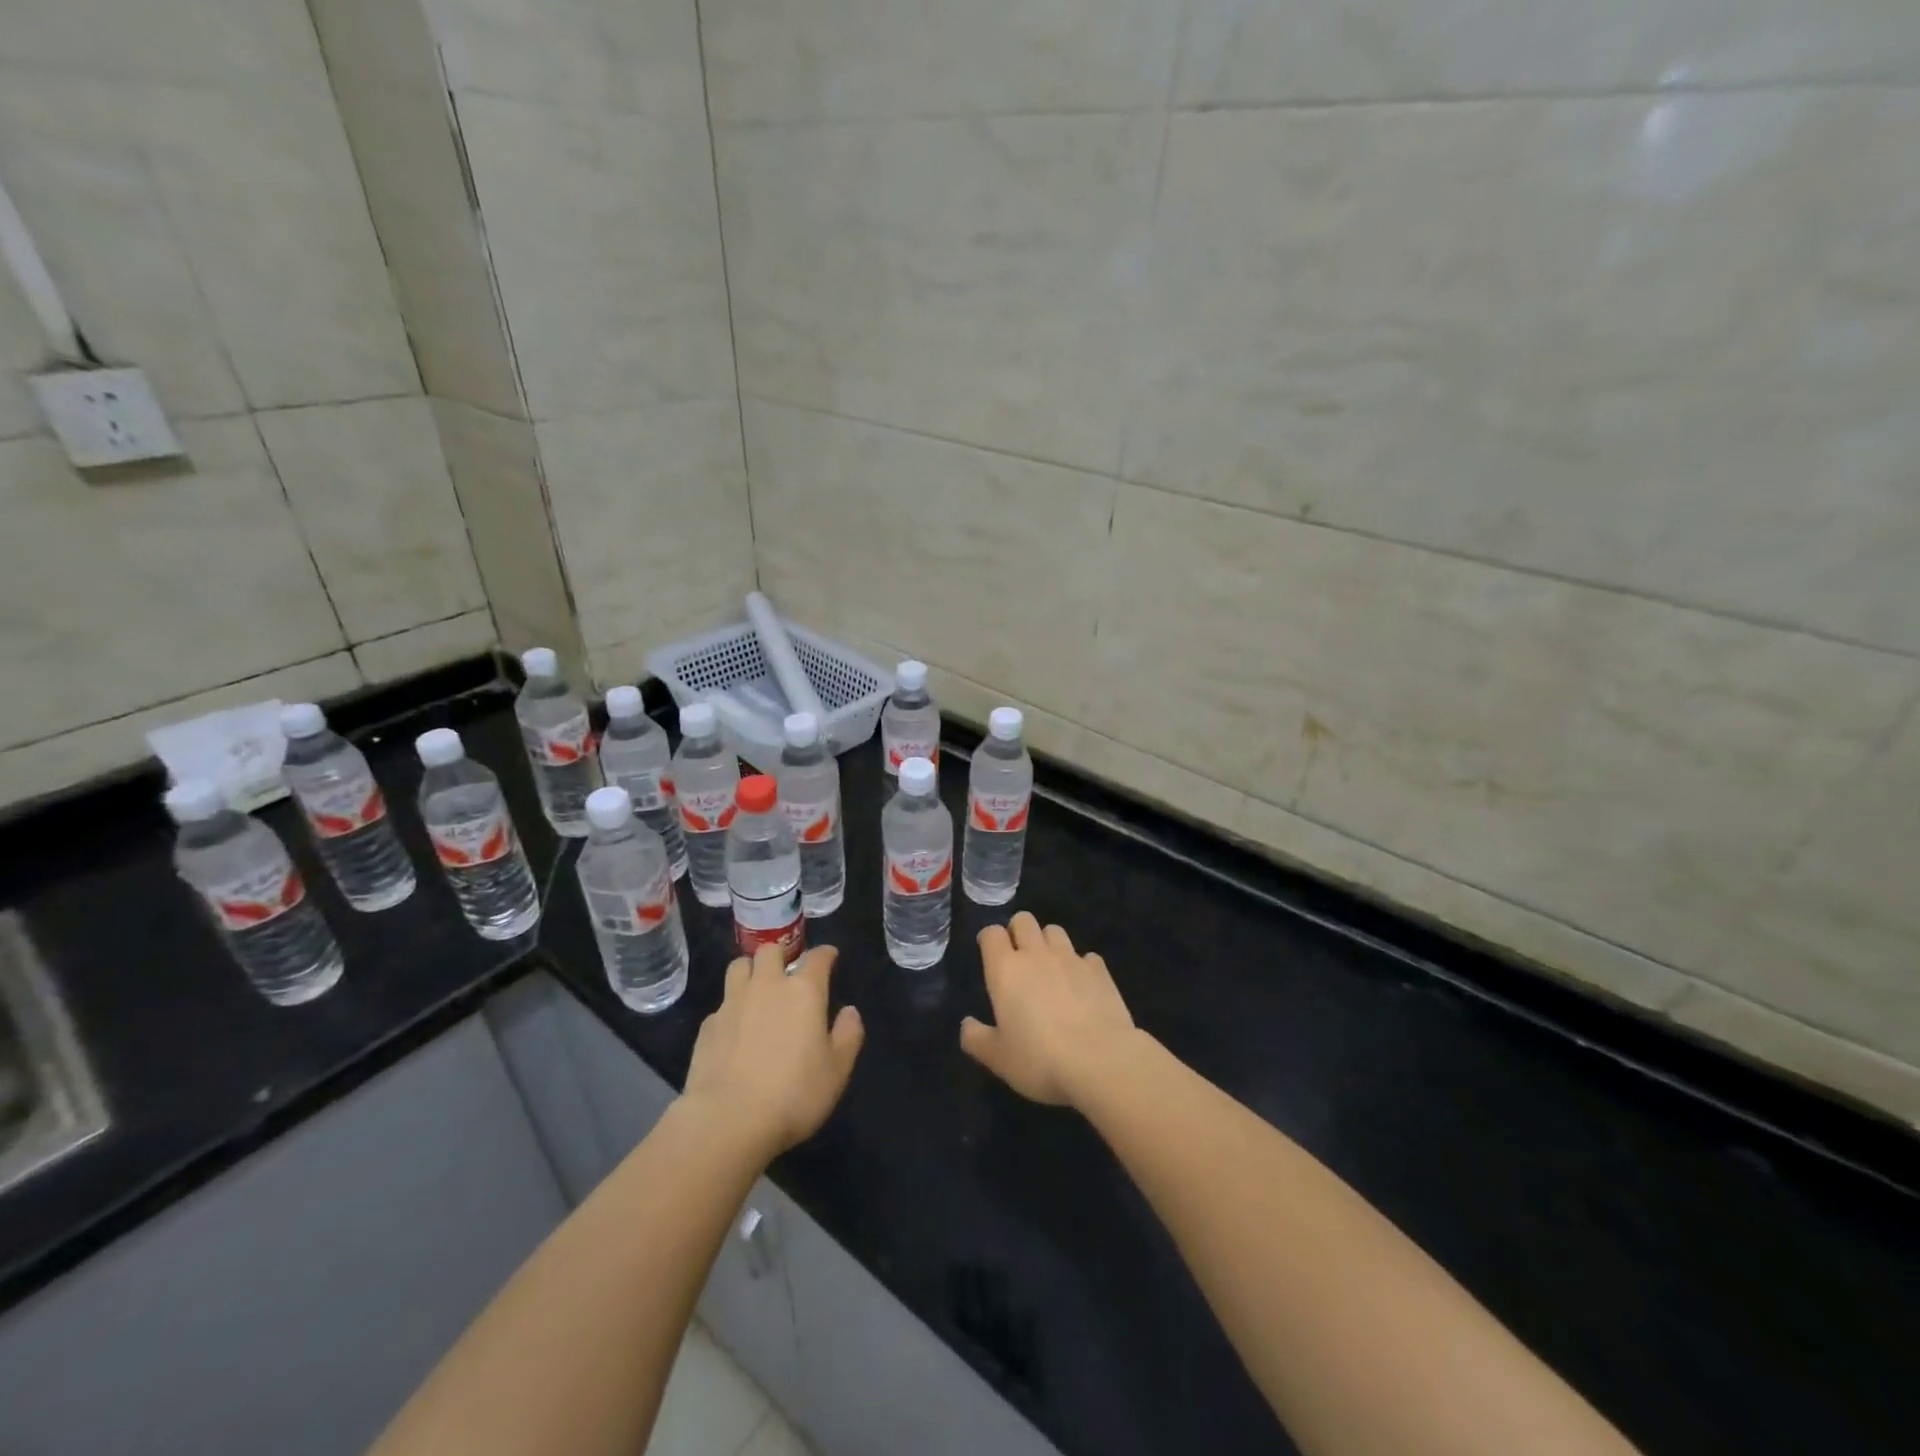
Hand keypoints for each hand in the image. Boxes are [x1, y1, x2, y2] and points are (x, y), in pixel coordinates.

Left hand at [682, 944, 863, 1158]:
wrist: (727, 1121)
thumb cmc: (793, 1094)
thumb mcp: (836, 1071)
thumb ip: (848, 1035)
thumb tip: (850, 1012)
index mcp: (803, 991)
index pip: (817, 957)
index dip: (825, 953)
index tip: (830, 956)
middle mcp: (767, 986)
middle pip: (770, 950)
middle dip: (781, 955)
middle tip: (787, 972)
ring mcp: (732, 1003)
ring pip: (739, 967)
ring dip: (750, 971)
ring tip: (757, 989)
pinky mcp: (707, 1026)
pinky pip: (721, 1005)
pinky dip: (731, 1010)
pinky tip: (734, 1030)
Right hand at [960, 912, 1141, 1107]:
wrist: (1101, 1061)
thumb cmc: (1040, 1059)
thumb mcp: (998, 1059)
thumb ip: (976, 1039)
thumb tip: (966, 1025)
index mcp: (1005, 970)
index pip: (992, 933)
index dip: (989, 939)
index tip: (990, 954)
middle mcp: (1036, 954)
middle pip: (1023, 920)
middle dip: (1018, 931)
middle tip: (1019, 958)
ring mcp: (1071, 958)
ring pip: (1054, 931)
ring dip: (1048, 943)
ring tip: (1050, 968)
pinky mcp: (1099, 970)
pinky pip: (1086, 956)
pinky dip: (1080, 965)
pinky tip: (1082, 986)